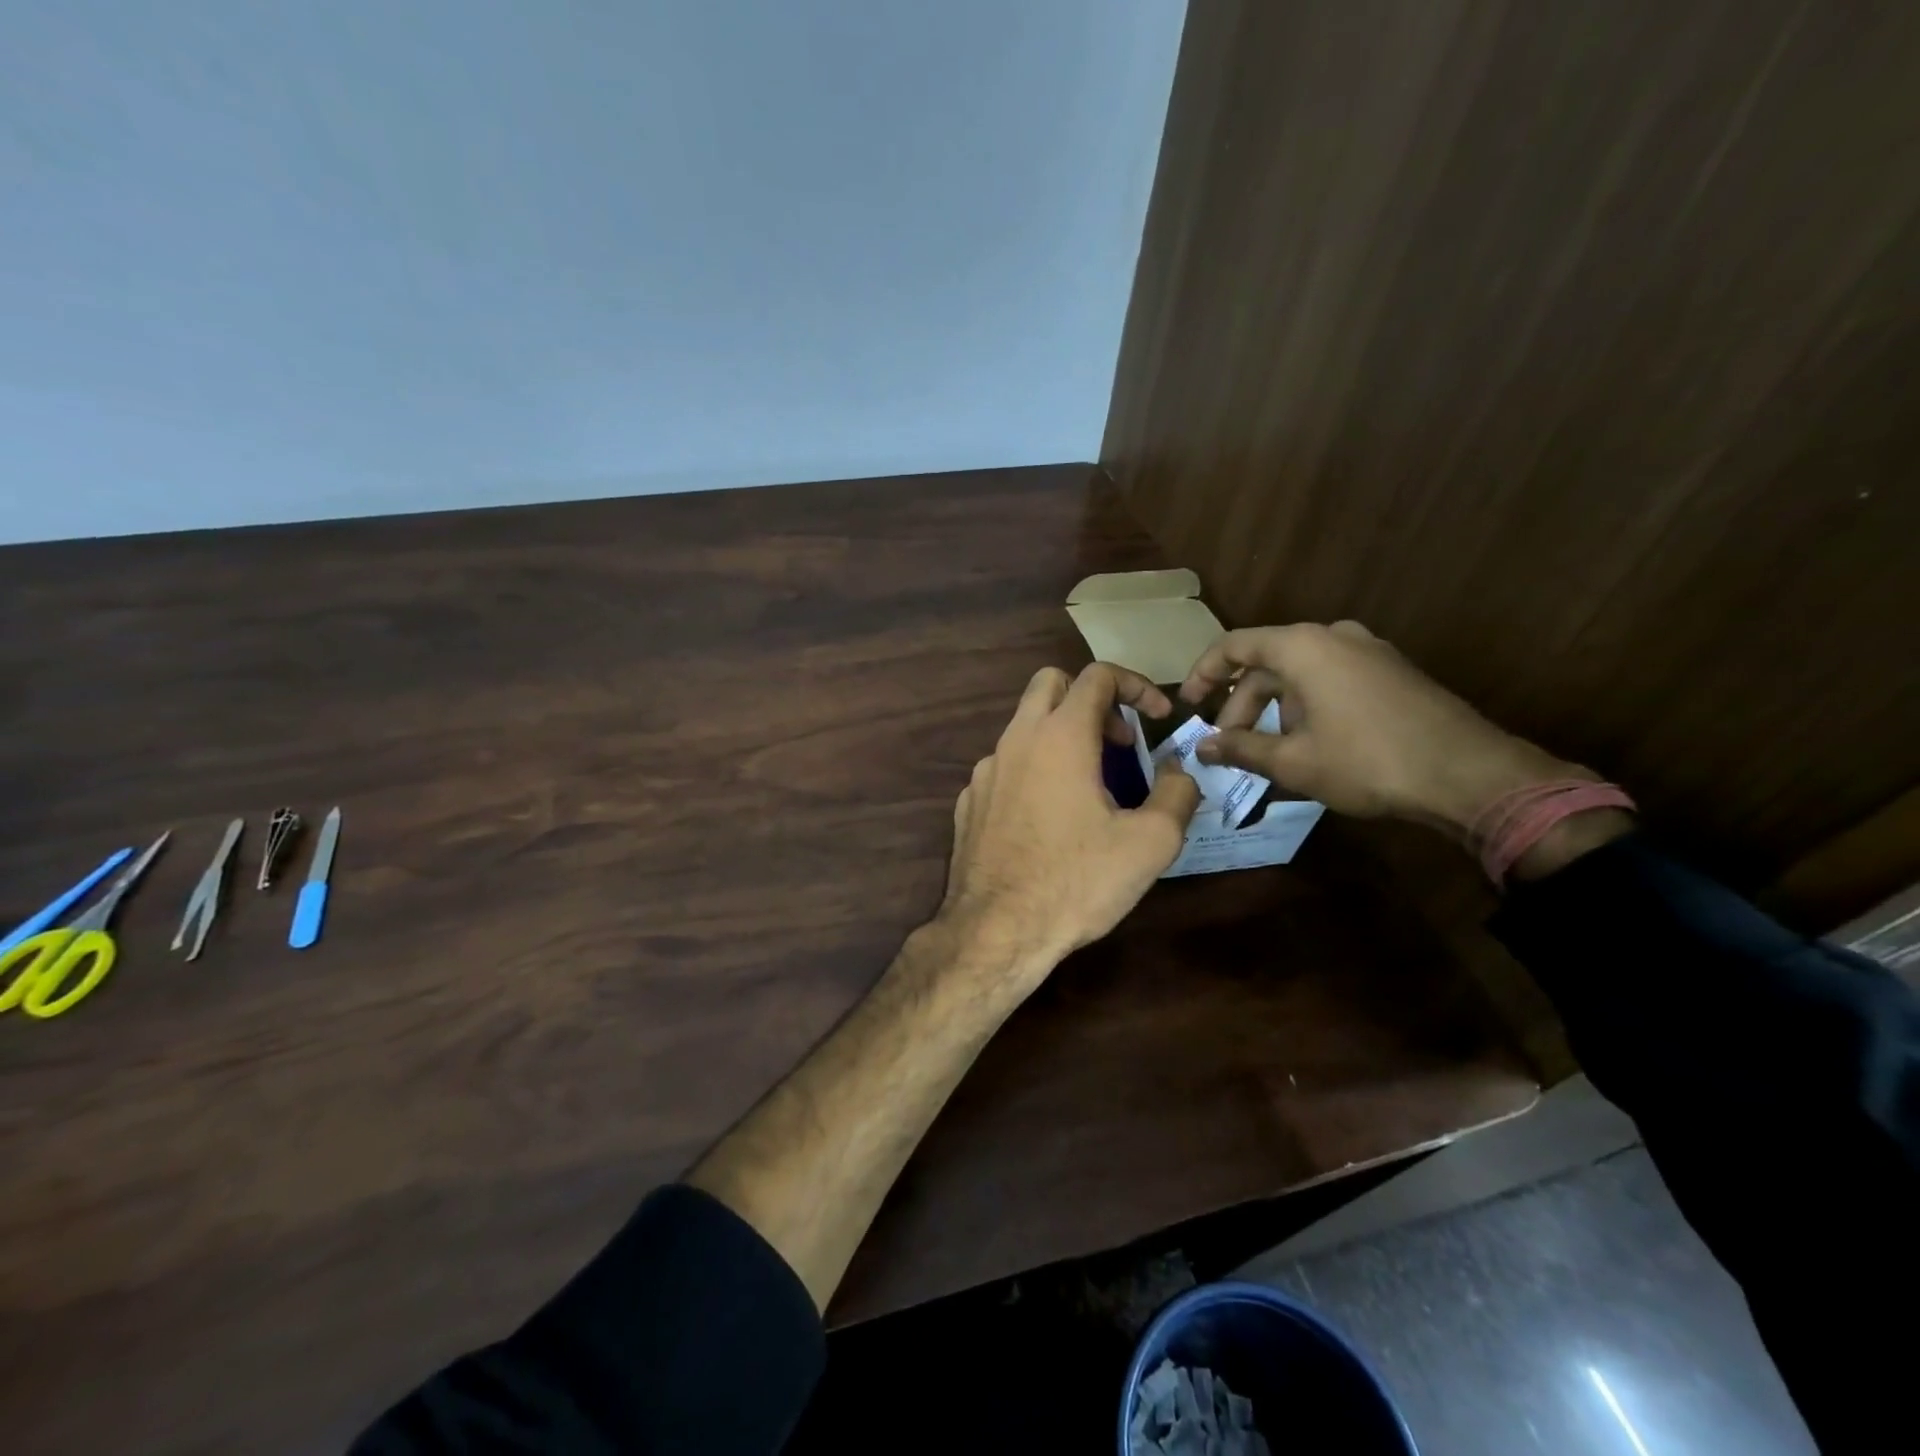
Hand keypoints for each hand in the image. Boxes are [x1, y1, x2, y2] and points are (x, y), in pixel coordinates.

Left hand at [939, 663, 1200, 986]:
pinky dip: (1033, 771)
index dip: (1137, 686)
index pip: (1098, 675)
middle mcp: (1016, 740)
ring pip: (1024, 727)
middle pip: (1051, 683)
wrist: (996, 930)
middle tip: (1118, 743)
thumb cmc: (1077, 881)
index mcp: (1060, 736)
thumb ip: (1177, 794)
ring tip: (1090, 787)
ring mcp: (985, 770)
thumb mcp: (1150, 843)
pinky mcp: (969, 801)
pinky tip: (1048, 819)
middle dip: (1091, 699)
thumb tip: (1177, 773)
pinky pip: (1005, 767)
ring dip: (1061, 738)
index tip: (1158, 718)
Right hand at [1178, 621, 1588, 834]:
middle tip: (1227, 744)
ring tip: (1267, 749)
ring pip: (1300, 672)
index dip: (1204, 673)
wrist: (1468, 774)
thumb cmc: (1366, 761)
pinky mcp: (1391, 671)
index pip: (1235, 645)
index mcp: (1303, 646)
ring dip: (1273, 707)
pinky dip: (1305, 704)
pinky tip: (1308, 742)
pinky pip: (1330, 678)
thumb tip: (1202, 747)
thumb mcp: (1293, 761)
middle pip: (1267, 661)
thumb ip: (1240, 748)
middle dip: (1240, 703)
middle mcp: (1334, 636)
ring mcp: (1368, 651)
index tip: (1188, 704)